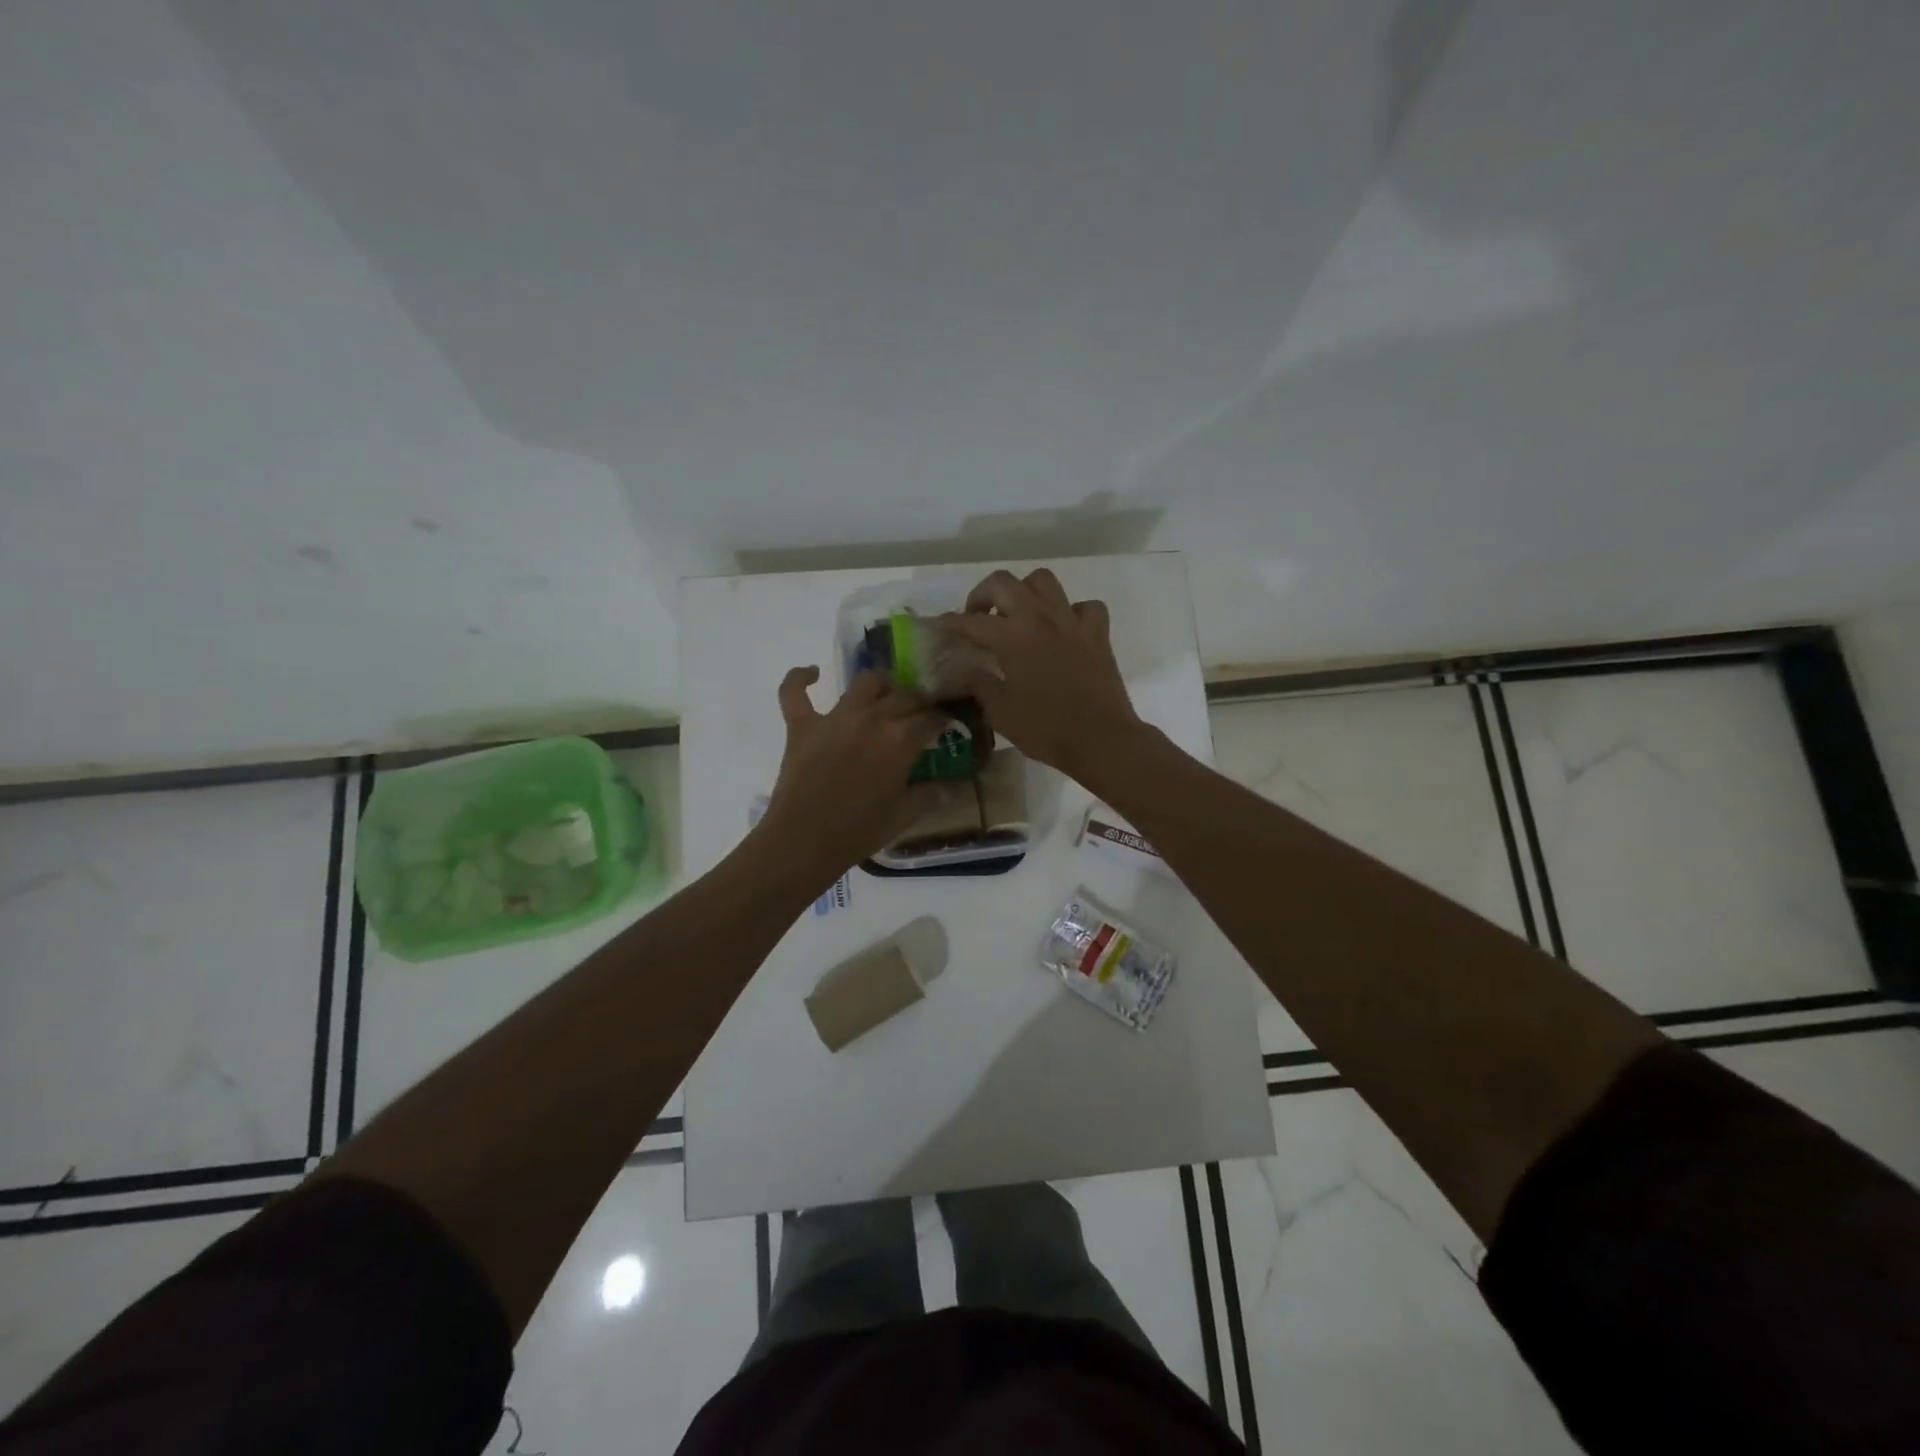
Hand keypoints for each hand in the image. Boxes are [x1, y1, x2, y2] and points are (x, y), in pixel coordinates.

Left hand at [757, 666, 948, 876]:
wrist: (804, 841)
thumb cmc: (860, 831)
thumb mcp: (904, 815)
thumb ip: (928, 794)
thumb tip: (949, 785)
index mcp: (901, 740)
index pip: (931, 719)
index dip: (943, 720)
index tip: (947, 726)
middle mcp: (872, 718)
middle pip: (904, 696)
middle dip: (919, 702)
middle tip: (921, 714)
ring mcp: (834, 718)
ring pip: (865, 682)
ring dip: (881, 684)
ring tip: (886, 694)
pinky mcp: (802, 725)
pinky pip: (795, 691)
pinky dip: (800, 678)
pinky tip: (813, 673)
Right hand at [936, 568, 1144, 780]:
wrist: (1101, 739)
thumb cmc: (1046, 729)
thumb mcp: (1000, 713)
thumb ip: (979, 685)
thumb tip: (966, 670)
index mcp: (1012, 637)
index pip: (972, 621)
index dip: (951, 622)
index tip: (940, 626)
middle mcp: (1040, 618)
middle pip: (1004, 582)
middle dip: (983, 594)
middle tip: (978, 616)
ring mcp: (1072, 621)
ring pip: (1044, 581)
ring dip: (1025, 591)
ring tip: (1018, 613)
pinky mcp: (1097, 633)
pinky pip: (1084, 606)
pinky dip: (1072, 612)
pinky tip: (1064, 629)